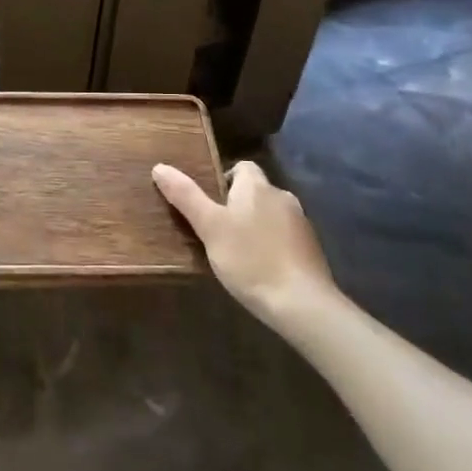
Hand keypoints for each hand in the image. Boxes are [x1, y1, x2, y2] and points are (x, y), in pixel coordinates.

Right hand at [153, 159, 338, 332]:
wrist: (302, 303)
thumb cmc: (250, 259)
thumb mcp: (209, 228)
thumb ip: (185, 196)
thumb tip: (159, 167)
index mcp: (256, 185)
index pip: (242, 167)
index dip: (224, 179)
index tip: (210, 204)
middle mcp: (282, 196)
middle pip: (256, 191)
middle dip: (239, 206)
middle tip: (217, 231)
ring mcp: (301, 223)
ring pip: (271, 215)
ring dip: (257, 226)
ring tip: (238, 252)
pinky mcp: (312, 249)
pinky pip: (285, 237)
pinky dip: (273, 245)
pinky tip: (262, 268)